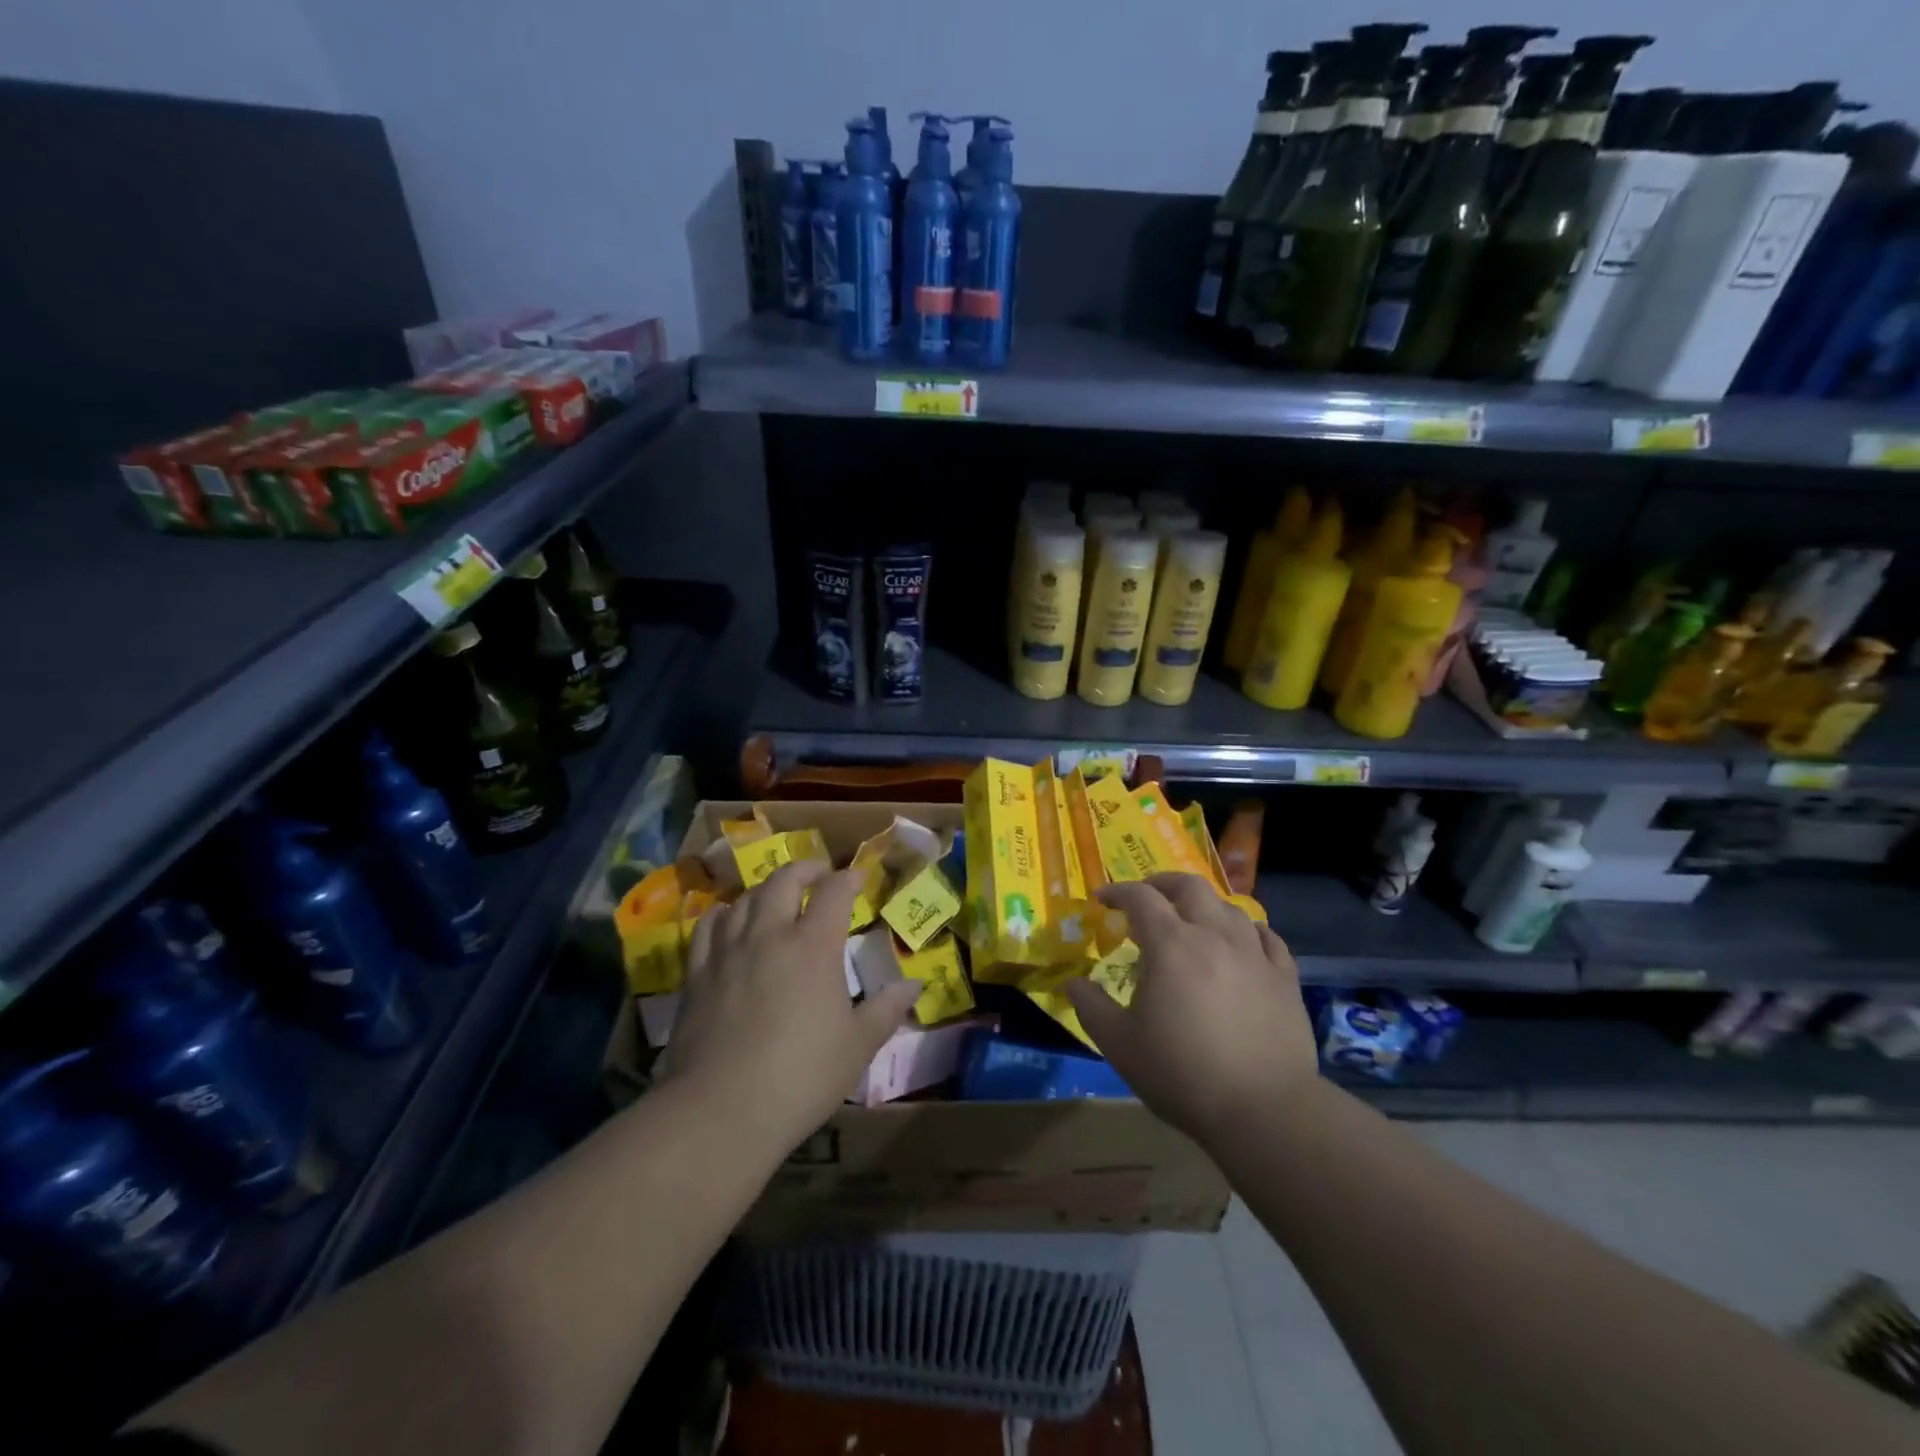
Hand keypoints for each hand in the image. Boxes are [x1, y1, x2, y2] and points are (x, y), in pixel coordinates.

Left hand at [659, 861, 919, 1153]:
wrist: (721, 1110)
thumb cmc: (801, 1077)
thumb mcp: (857, 1047)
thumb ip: (886, 1010)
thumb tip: (913, 986)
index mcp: (814, 947)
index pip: (833, 893)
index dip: (848, 879)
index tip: (858, 877)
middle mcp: (770, 935)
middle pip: (784, 881)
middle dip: (805, 869)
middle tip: (818, 874)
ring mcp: (729, 951)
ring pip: (745, 898)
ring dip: (766, 889)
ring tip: (776, 896)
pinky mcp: (697, 973)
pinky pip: (708, 926)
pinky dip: (724, 913)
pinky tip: (728, 919)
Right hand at [1066, 873, 1319, 1146]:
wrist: (1264, 1110)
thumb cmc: (1182, 1074)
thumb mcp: (1119, 1044)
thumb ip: (1091, 1006)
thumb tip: (1073, 982)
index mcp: (1171, 945)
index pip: (1140, 897)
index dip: (1117, 892)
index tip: (1103, 900)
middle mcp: (1214, 936)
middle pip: (1190, 886)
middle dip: (1163, 883)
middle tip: (1147, 896)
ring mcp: (1254, 954)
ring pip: (1230, 907)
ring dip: (1204, 905)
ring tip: (1192, 922)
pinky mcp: (1284, 977)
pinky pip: (1267, 937)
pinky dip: (1247, 930)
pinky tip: (1242, 943)